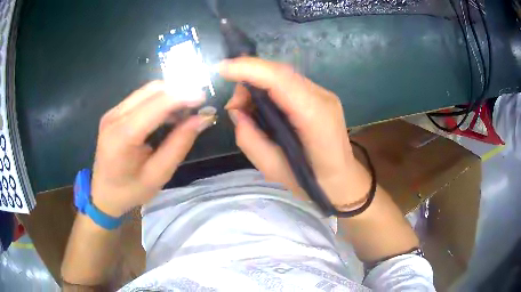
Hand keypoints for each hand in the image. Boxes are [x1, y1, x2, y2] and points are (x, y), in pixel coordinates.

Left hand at [90, 81, 214, 216]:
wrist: (103, 194)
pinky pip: (141, 97)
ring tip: (185, 111)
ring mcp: (113, 112)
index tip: (204, 98)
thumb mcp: (158, 175)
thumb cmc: (130, 191)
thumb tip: (201, 119)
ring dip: (170, 94)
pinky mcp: (114, 112)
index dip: (182, 96)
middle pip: (152, 90)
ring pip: (147, 90)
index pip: (156, 104)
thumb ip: (179, 144)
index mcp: (122, 136)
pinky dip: (159, 99)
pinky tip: (169, 113)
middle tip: (198, 106)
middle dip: (179, 92)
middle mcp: (115, 117)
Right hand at [220, 57, 371, 208]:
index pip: (281, 80)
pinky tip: (261, 106)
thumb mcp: (273, 170)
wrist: (343, 180)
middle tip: (234, 105)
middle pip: (280, 73)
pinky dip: (269, 88)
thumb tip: (236, 112)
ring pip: (283, 76)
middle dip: (249, 78)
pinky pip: (289, 84)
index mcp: (315, 118)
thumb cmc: (311, 182)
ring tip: (245, 108)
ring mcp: (324, 95)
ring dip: (258, 84)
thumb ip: (250, 140)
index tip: (222, 69)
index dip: (249, 69)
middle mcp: (322, 98)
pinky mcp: (320, 96)